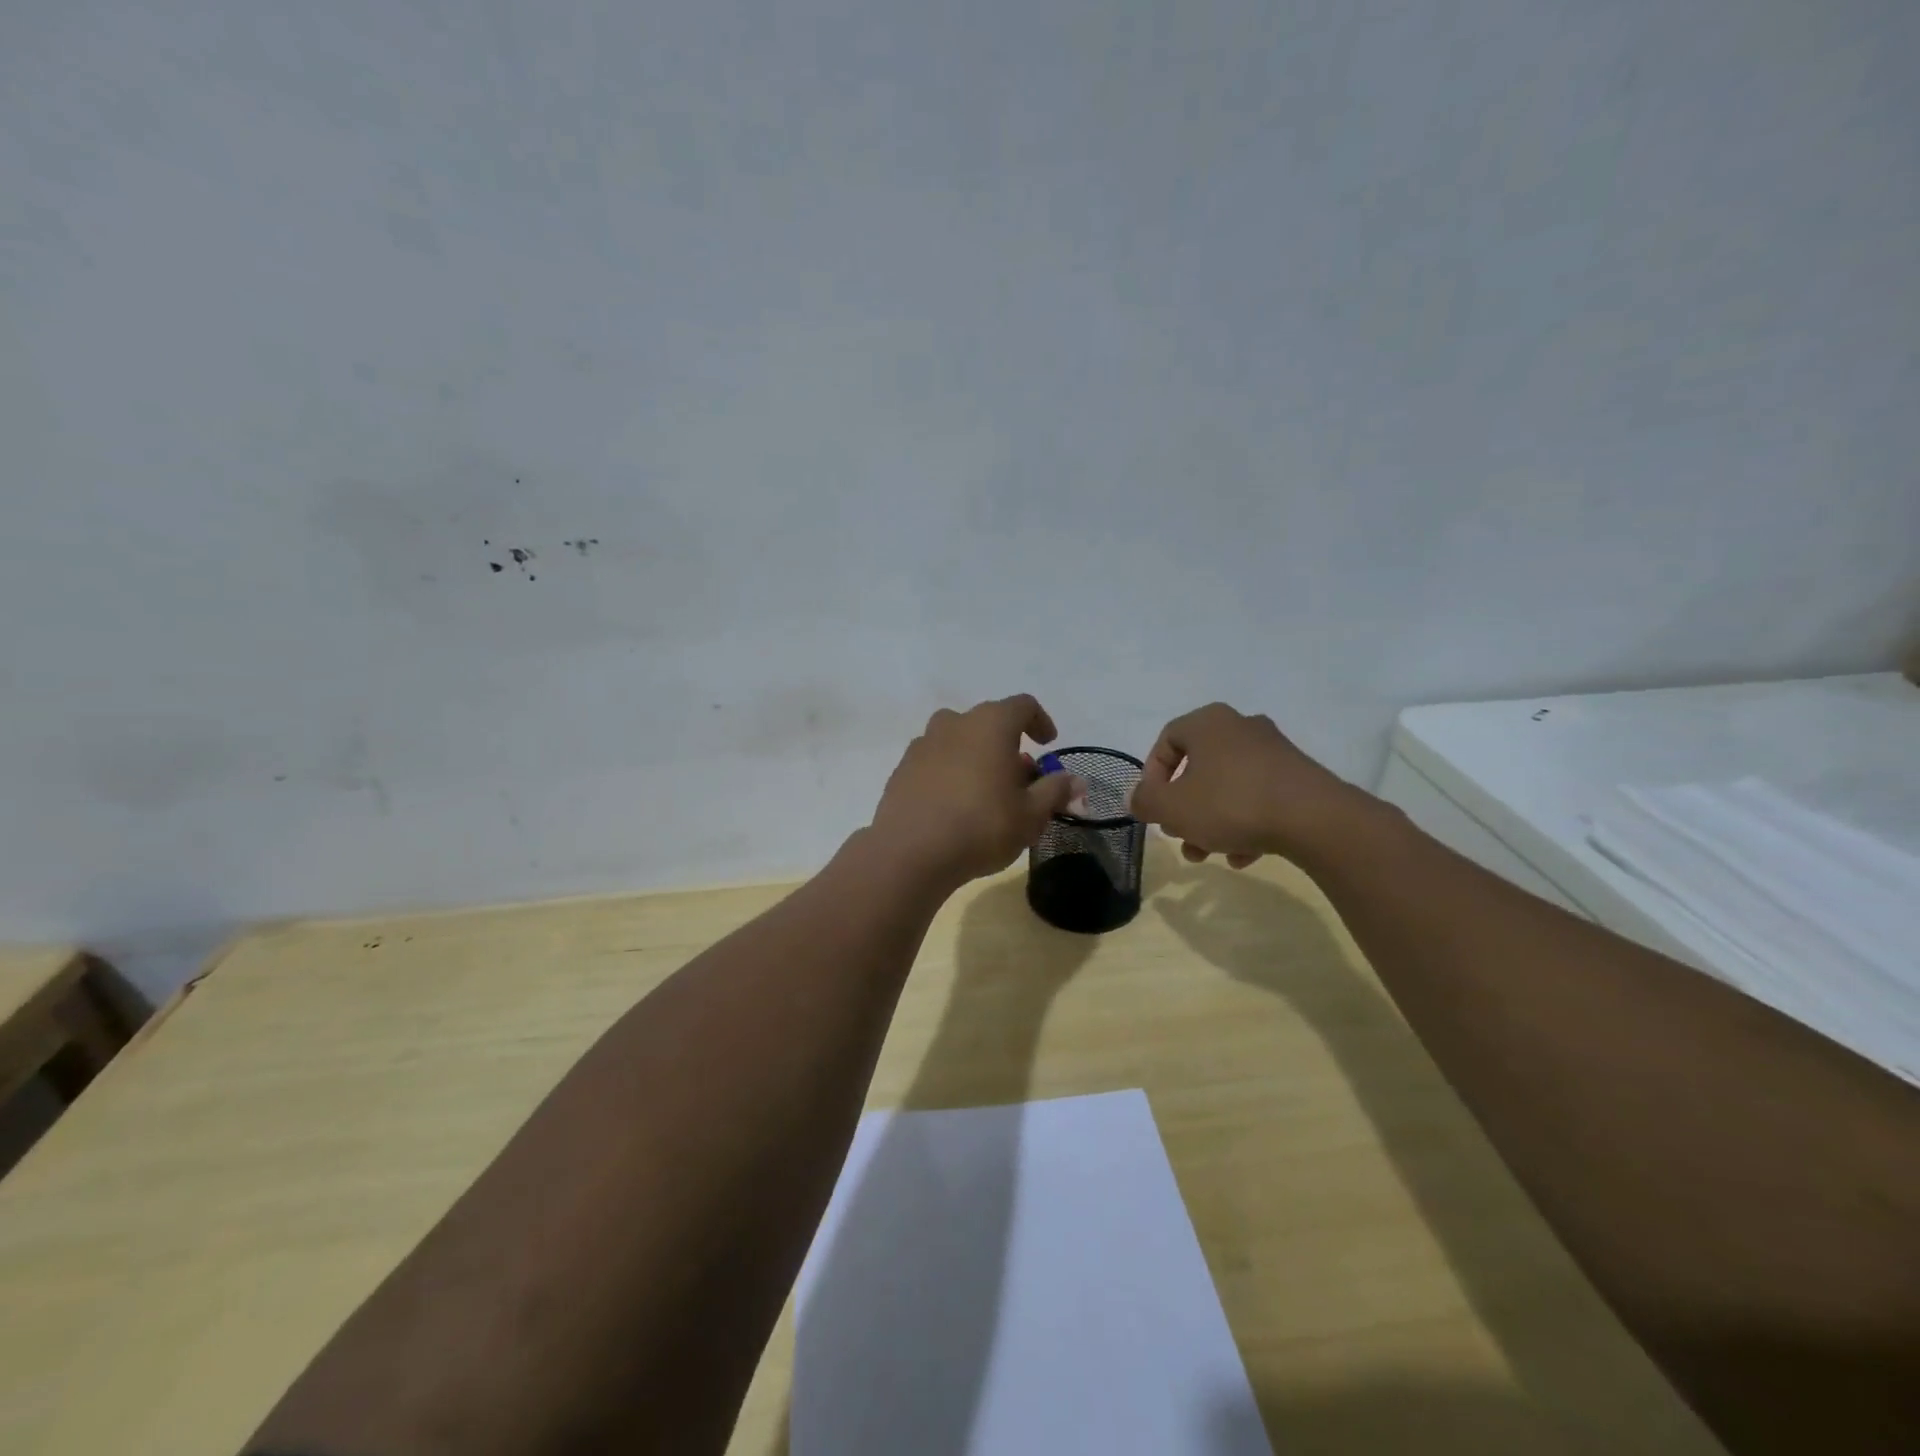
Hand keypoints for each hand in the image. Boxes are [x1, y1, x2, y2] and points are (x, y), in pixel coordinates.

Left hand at [869, 695, 1080, 888]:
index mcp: (990, 724)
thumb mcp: (1031, 815)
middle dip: (1008, 745)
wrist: (910, 852)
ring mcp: (923, 744)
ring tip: (987, 791)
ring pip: (958, 740)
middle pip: (988, 722)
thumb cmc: (982, 826)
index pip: (1023, 706)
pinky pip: (935, 760)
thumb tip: (1074, 780)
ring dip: (977, 756)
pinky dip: (950, 772)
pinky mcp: (902, 768)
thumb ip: (1055, 791)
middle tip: (1020, 779)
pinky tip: (954, 805)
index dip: (1040, 721)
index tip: (1048, 744)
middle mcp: (954, 723)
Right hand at [1127, 702, 1373, 867]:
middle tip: (1178, 835)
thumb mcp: (1172, 807)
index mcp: (1208, 723)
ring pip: (1227, 787)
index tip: (1153, 808)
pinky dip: (1245, 824)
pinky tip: (1242, 856)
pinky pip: (1258, 797)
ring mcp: (1273, 751)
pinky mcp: (1298, 777)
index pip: (1166, 741)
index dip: (1151, 777)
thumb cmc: (1231, 803)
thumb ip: (1145, 801)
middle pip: (1198, 768)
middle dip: (1183, 807)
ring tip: (1207, 854)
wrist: (1315, 819)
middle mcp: (1241, 727)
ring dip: (1211, 821)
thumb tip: (1134, 798)